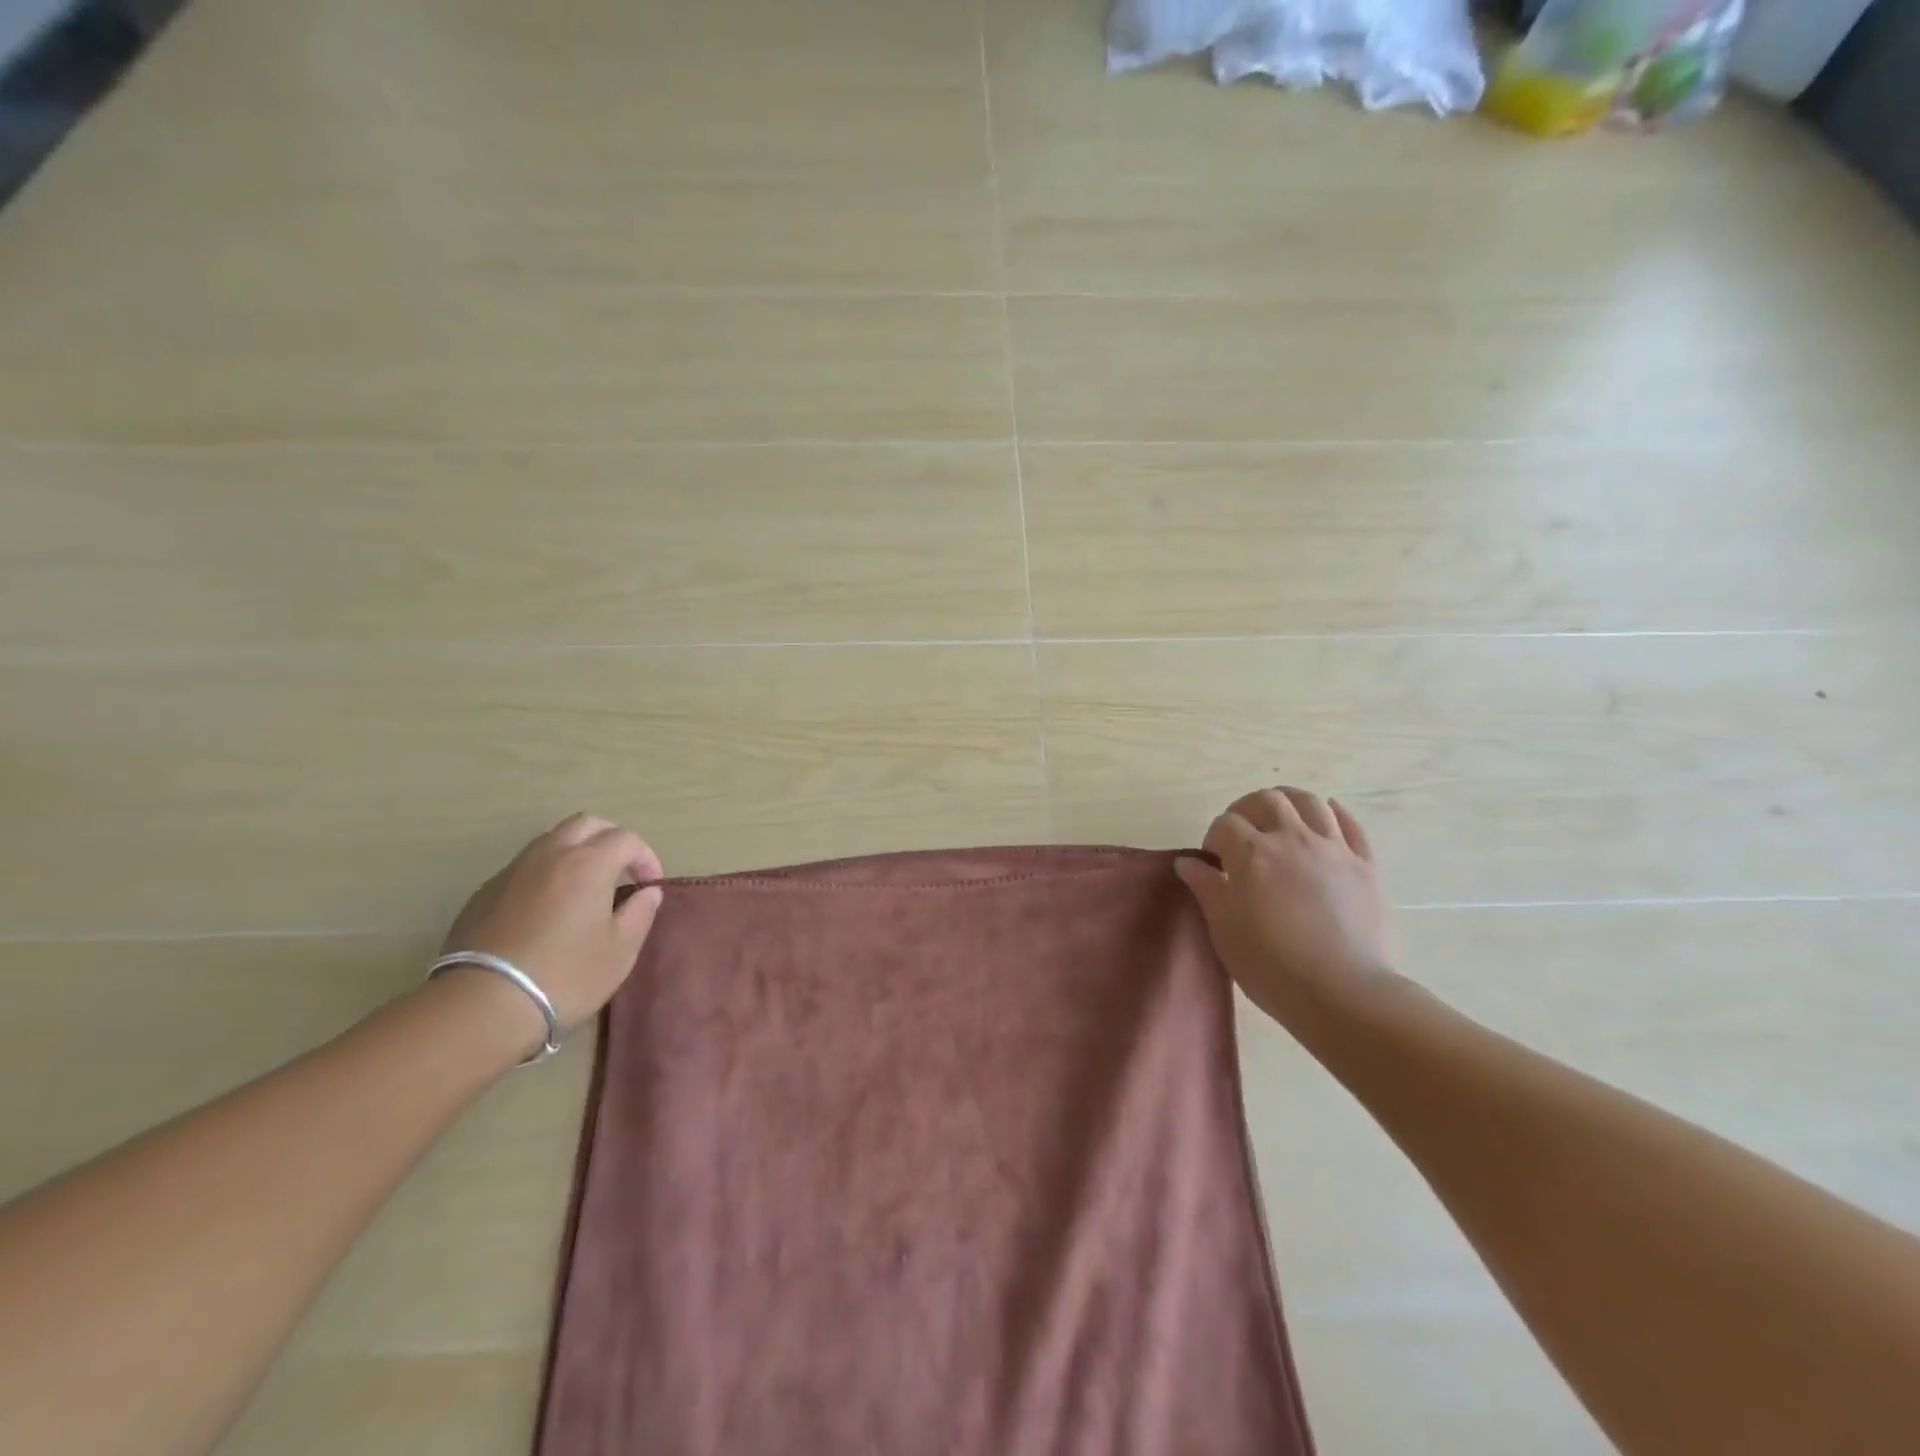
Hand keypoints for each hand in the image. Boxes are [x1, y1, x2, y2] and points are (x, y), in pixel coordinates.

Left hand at [441, 814, 664, 1037]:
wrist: (482, 1004)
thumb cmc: (565, 975)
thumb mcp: (620, 951)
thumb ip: (640, 913)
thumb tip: (648, 892)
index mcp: (589, 863)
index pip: (627, 839)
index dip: (646, 857)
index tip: (650, 885)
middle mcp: (550, 855)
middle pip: (586, 824)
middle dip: (610, 839)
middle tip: (622, 870)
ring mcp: (513, 871)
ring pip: (551, 841)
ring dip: (575, 852)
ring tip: (585, 887)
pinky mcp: (484, 893)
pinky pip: (524, 867)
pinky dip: (546, 874)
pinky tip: (547, 909)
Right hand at [1175, 787, 1396, 1028]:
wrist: (1344, 993)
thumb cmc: (1271, 966)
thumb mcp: (1224, 929)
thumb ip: (1206, 888)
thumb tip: (1188, 862)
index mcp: (1251, 854)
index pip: (1224, 824)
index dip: (1214, 838)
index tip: (1214, 863)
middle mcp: (1291, 839)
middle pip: (1267, 801)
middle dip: (1247, 810)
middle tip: (1242, 835)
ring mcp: (1333, 849)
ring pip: (1309, 802)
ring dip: (1289, 803)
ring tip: (1280, 820)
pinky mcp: (1366, 865)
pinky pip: (1351, 824)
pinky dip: (1334, 813)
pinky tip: (1325, 818)